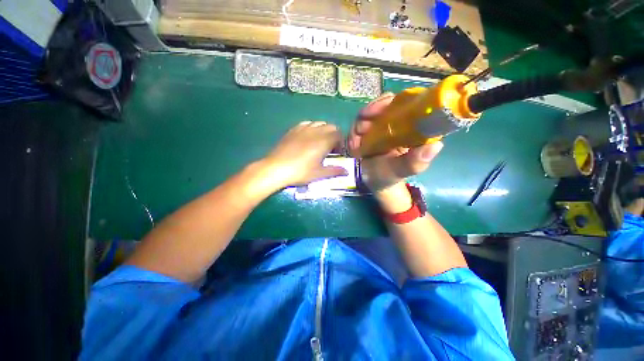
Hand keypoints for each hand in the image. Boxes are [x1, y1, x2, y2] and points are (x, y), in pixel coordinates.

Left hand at [262, 121, 346, 188]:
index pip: (339, 134)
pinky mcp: (293, 129)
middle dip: (334, 135)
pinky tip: (307, 138)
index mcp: (324, 141)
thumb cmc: (301, 172)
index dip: (341, 142)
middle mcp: (316, 131)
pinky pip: (307, 123)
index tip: (338, 152)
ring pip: (319, 123)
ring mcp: (303, 128)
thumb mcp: (319, 174)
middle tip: (330, 148)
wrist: (276, 168)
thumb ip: (334, 171)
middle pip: (331, 127)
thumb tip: (347, 171)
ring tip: (319, 143)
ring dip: (324, 131)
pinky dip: (312, 128)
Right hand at [348, 93, 442, 194]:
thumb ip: (415, 162)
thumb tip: (436, 145)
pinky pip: (357, 125)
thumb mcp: (402, 171)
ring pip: (367, 114)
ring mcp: (378, 127)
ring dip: (358, 125)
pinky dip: (353, 134)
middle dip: (370, 113)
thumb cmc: (390, 176)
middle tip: (361, 128)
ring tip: (355, 144)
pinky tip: (353, 146)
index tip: (379, 109)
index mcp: (410, 127)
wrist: (372, 182)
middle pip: (384, 104)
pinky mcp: (366, 132)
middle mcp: (395, 123)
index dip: (392, 101)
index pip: (405, 102)